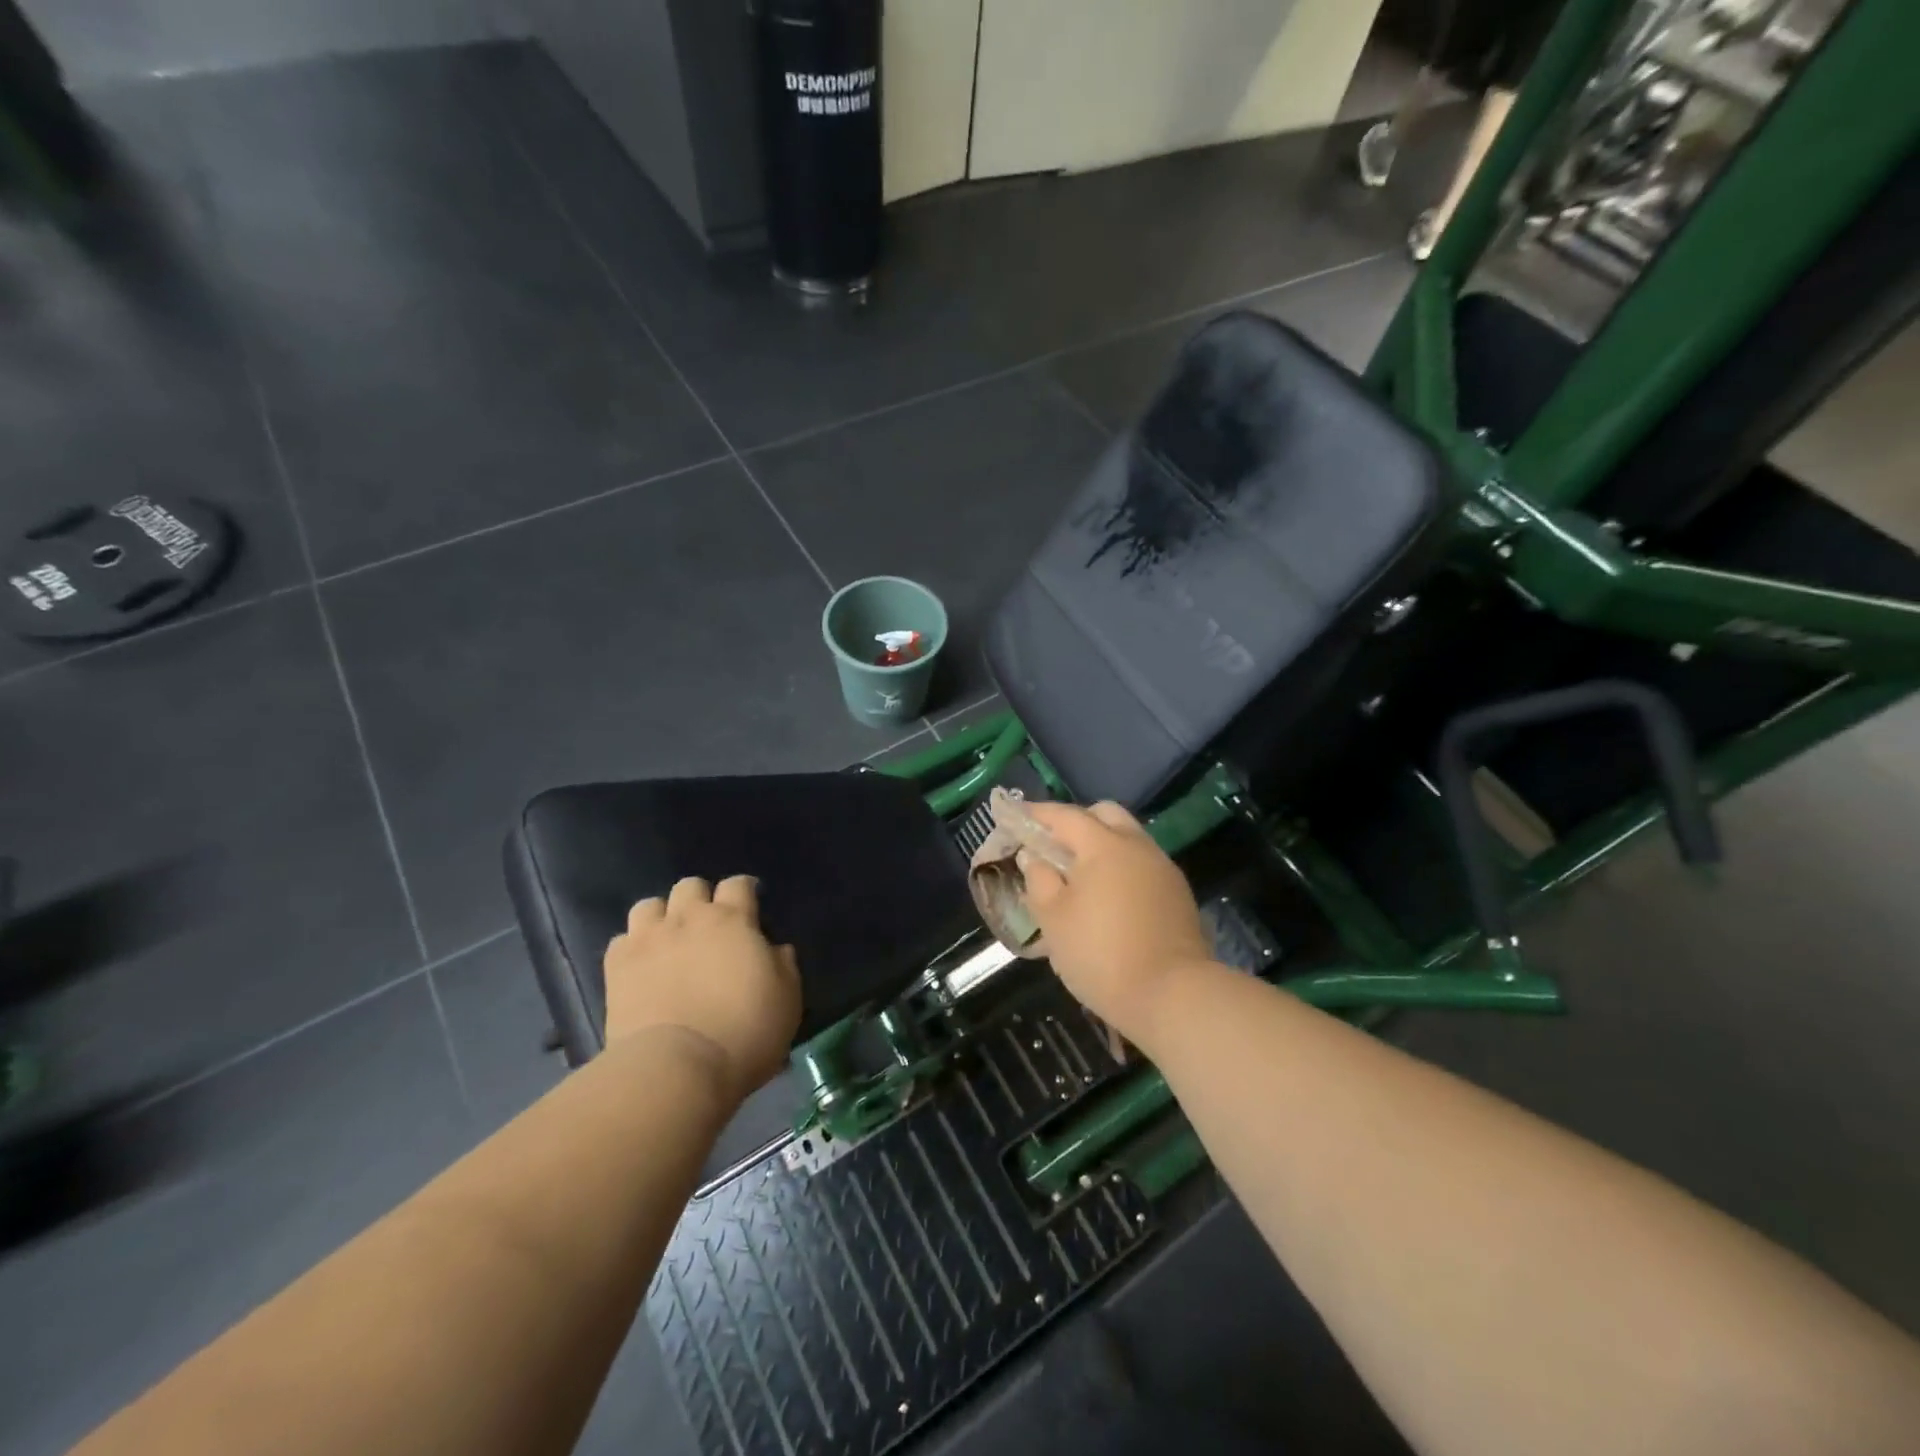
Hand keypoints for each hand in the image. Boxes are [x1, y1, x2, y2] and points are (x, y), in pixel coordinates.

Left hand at [603, 876, 800, 1103]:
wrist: (677, 1067)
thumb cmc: (744, 1031)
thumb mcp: (786, 999)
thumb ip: (783, 965)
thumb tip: (775, 949)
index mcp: (732, 920)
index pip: (738, 884)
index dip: (744, 891)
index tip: (750, 906)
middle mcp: (688, 919)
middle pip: (690, 886)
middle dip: (700, 899)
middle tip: (709, 927)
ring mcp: (648, 940)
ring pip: (649, 905)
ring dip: (662, 917)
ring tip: (670, 941)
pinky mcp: (617, 967)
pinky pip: (622, 940)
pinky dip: (633, 947)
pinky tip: (643, 967)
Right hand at [1019, 801, 1211, 1041]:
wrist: (1172, 996)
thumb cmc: (1101, 954)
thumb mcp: (1054, 919)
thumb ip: (1039, 880)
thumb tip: (1033, 858)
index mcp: (1104, 845)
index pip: (1065, 815)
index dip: (1038, 813)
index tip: (1016, 815)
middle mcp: (1137, 846)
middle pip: (1105, 815)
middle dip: (1076, 822)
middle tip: (1052, 845)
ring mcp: (1163, 869)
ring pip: (1128, 839)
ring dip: (1101, 846)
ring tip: (1078, 875)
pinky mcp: (1178, 894)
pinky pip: (1142, 865)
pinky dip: (1121, 868)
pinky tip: (1107, 896)